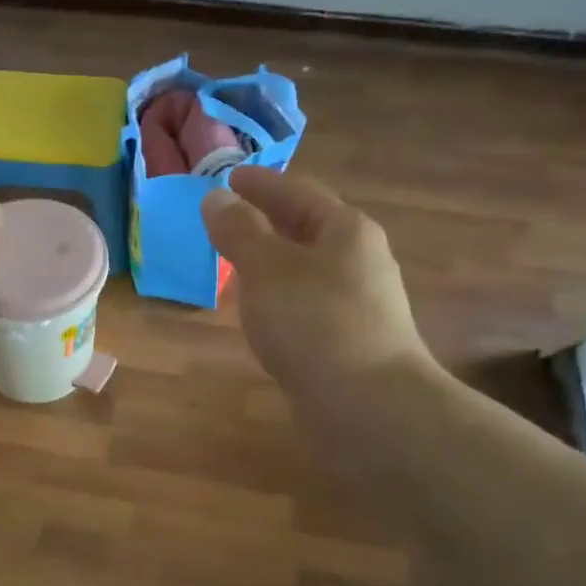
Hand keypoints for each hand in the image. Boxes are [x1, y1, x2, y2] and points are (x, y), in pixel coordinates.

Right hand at [202, 168, 434, 408]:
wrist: (369, 407)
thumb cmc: (314, 323)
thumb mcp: (266, 268)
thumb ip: (239, 231)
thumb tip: (216, 198)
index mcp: (345, 230)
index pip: (298, 193)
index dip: (261, 184)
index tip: (229, 178)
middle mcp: (359, 261)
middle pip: (308, 229)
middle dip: (269, 222)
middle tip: (229, 220)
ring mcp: (359, 304)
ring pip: (308, 270)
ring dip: (274, 263)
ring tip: (238, 265)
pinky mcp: (351, 342)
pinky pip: (309, 305)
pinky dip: (282, 298)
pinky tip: (264, 314)